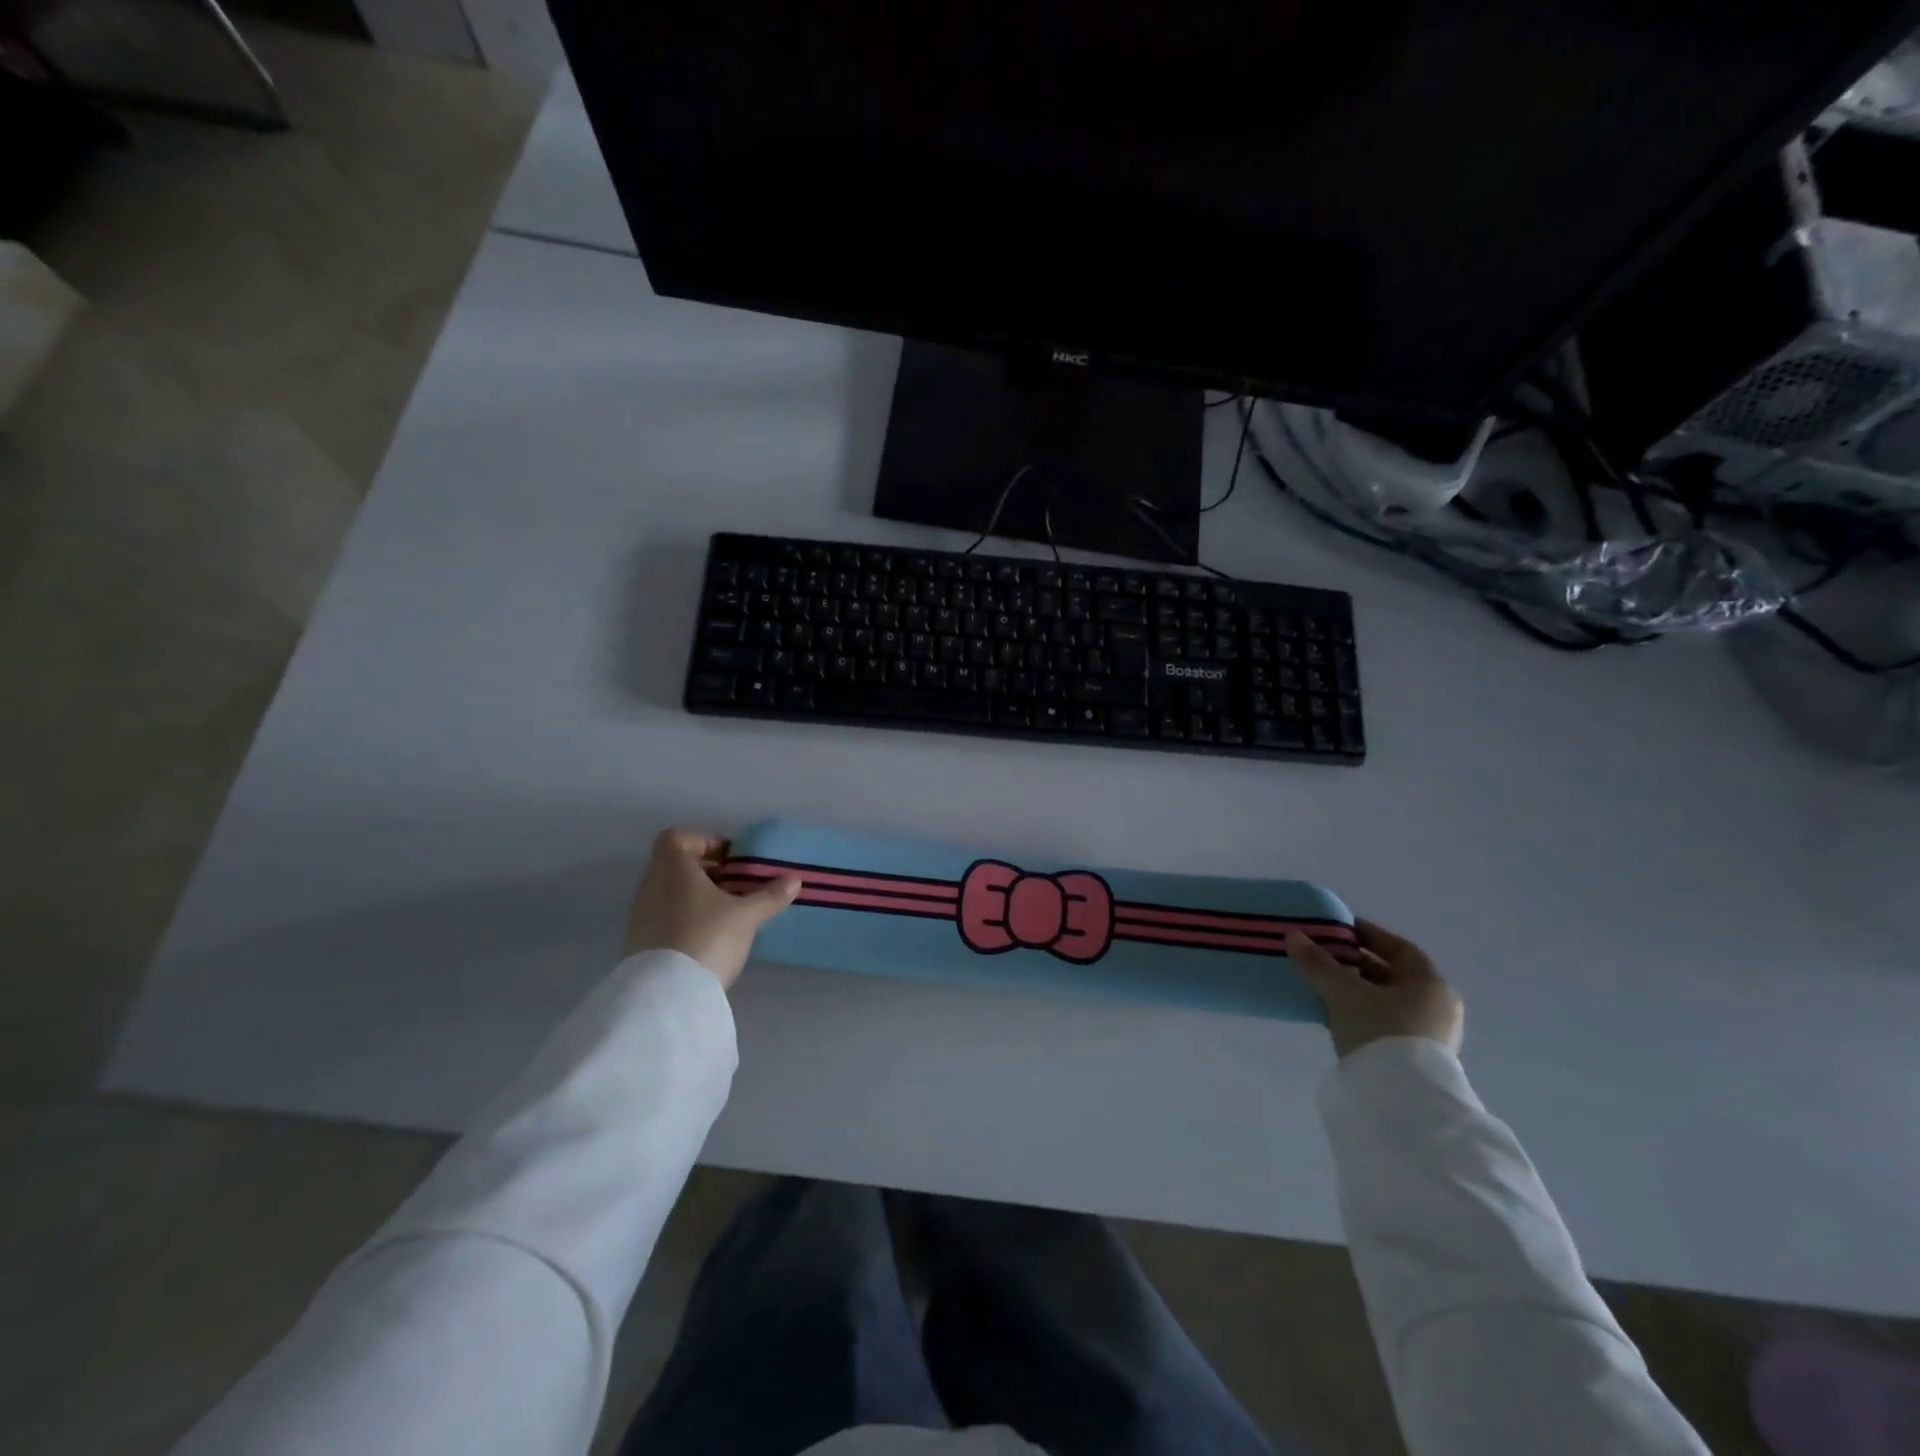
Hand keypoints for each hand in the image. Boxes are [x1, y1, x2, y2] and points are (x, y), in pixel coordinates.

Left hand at [624, 829, 800, 988]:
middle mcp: (651, 885)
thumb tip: (794, 879)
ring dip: (698, 897)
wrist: (667, 996)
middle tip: (738, 887)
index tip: (733, 860)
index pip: (679, 837)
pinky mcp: (640, 943)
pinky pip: (665, 917)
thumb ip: (769, 895)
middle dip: (708, 872)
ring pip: (671, 893)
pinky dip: (686, 919)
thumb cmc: (707, 937)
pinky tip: (710, 938)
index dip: (706, 842)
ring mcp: (641, 915)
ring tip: (728, 914)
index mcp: (672, 868)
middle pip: (677, 865)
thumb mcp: (746, 916)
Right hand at [1285, 918, 1464, 1058]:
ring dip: (1358, 990)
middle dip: (1358, 964)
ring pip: (1388, 1001)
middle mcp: (1438, 1006)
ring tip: (1324, 985)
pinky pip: (1387, 1023)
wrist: (1401, 1100)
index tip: (1339, 931)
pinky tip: (1336, 1014)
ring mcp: (1431, 1035)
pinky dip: (1364, 1013)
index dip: (1368, 935)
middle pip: (1393, 975)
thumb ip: (1317, 963)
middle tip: (1325, 957)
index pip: (1399, 948)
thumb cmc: (1379, 1031)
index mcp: (1430, 983)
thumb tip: (1293, 935)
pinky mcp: (1418, 1059)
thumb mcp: (1342, 992)